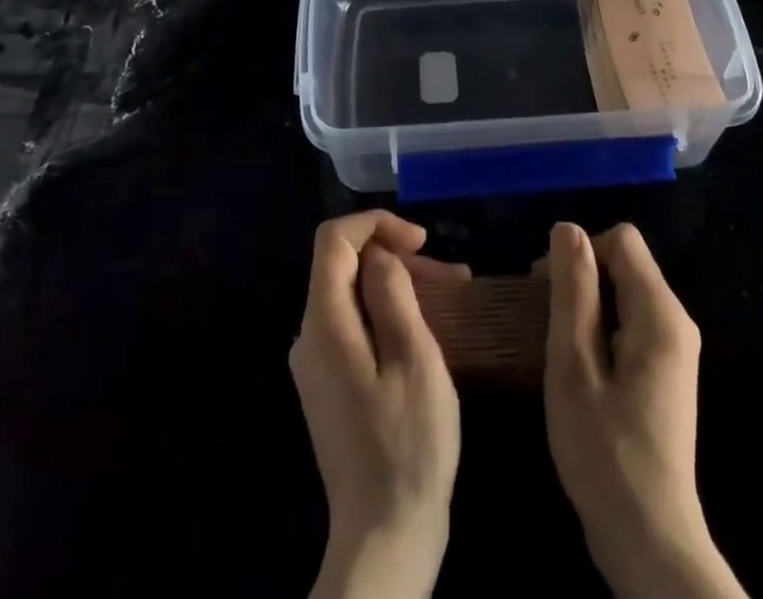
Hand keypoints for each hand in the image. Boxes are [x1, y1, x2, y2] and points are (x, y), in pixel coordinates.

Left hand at [292, 211, 465, 598]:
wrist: (385, 538)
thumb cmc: (408, 445)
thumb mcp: (413, 359)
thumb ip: (392, 295)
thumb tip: (379, 255)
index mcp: (324, 325)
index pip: (333, 240)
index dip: (376, 224)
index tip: (421, 241)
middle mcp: (310, 337)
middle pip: (345, 266)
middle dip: (396, 257)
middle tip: (450, 275)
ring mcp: (318, 364)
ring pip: (353, 294)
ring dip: (399, 284)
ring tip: (453, 292)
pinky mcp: (331, 385)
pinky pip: (355, 324)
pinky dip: (390, 311)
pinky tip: (428, 326)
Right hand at [542, 222, 747, 598]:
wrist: (650, 542)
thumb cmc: (605, 453)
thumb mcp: (575, 366)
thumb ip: (573, 291)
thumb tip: (568, 228)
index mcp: (661, 313)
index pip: (622, 240)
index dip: (580, 251)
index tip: (545, 288)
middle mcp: (677, 322)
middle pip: (625, 264)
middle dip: (582, 279)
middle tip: (543, 320)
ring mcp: (675, 350)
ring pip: (626, 294)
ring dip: (588, 306)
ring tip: (557, 347)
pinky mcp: (667, 374)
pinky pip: (631, 323)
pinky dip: (602, 329)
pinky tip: (580, 368)